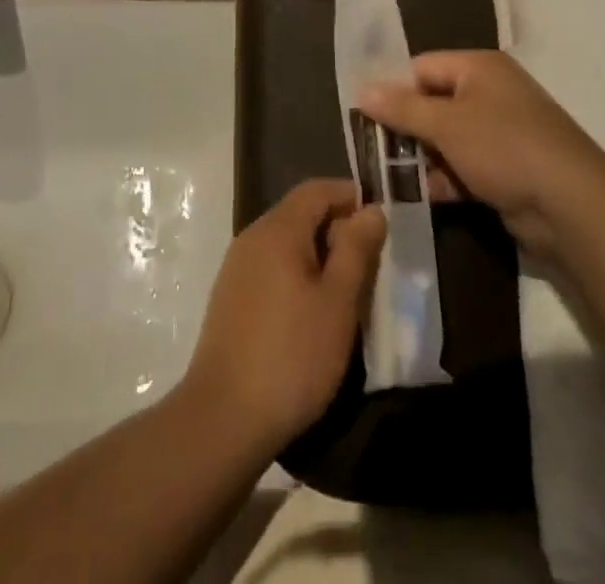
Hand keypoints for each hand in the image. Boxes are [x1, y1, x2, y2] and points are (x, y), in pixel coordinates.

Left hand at [179, 180, 384, 453]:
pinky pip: (271, 267)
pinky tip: (312, 312)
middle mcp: (252, 236)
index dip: (349, 196)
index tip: (380, 221)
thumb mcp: (338, 303)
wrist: (224, 416)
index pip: (316, 190)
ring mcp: (236, 267)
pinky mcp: (230, 296)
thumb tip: (371, 209)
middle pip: (299, 213)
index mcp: (278, 229)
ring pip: (286, 242)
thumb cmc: (292, 355)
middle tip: (371, 264)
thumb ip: (356, 250)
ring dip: (318, 254)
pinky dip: (297, 274)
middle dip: (336, 228)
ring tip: (348, 291)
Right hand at [358, 51, 604, 258]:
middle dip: (406, 130)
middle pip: (433, 104)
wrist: (571, 207)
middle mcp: (490, 93)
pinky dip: (445, 178)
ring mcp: (501, 133)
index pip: (422, 68)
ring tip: (393, 178)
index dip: (395, 91)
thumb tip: (362, 90)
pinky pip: (465, 166)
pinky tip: (423, 196)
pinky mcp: (507, 169)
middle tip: (376, 153)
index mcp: (479, 68)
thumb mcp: (445, 124)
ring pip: (447, 139)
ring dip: (422, 158)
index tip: (370, 120)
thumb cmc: (504, 148)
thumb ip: (401, 108)